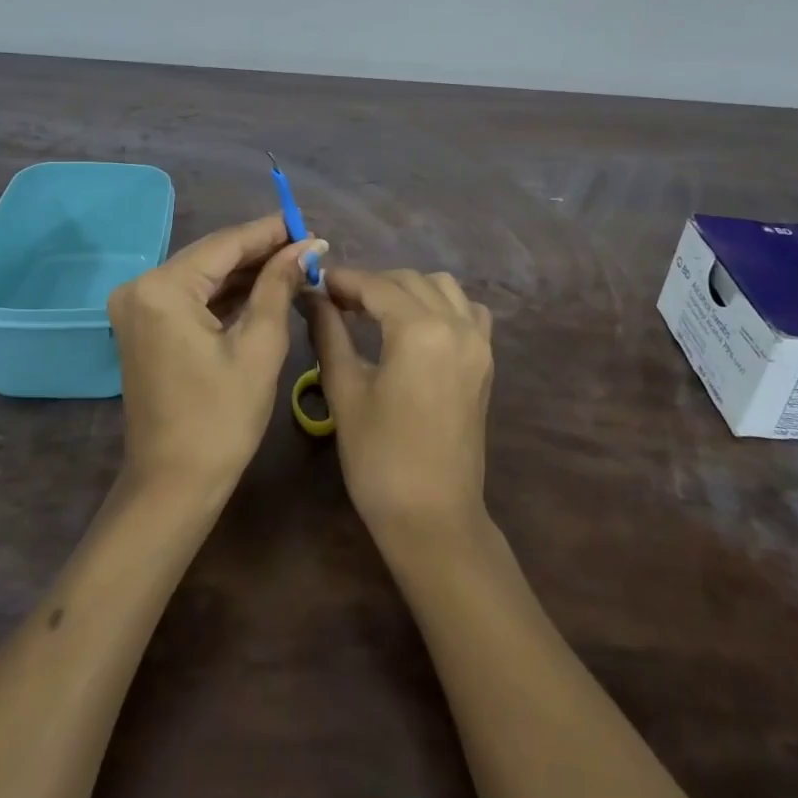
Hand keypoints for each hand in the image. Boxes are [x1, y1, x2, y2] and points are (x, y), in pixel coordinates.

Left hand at [108, 216, 325, 499]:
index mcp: (163, 288)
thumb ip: (279, 284)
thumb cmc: (221, 418)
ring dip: (246, 271)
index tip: (308, 222)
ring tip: (295, 263)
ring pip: (203, 274)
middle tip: (308, 245)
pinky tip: (264, 286)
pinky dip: (227, 293)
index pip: (226, 243)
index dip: (270, 231)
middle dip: (261, 250)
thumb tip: (308, 245)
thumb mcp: (260, 346)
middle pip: (212, 255)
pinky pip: (192, 296)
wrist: (173, 485)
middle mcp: (141, 286)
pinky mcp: (145, 325)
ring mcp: (138, 306)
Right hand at [301, 268, 493, 537]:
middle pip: (409, 281)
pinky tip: (417, 326)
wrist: (433, 516)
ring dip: (407, 289)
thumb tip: (312, 297)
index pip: (375, 286)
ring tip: (375, 311)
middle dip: (371, 284)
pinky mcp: (485, 360)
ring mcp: (477, 341)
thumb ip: (329, 332)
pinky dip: (442, 305)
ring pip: (442, 288)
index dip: (342, 280)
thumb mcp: (345, 390)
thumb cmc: (379, 457)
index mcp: (420, 330)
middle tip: (336, 302)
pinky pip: (468, 311)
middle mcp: (456, 324)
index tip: (314, 283)